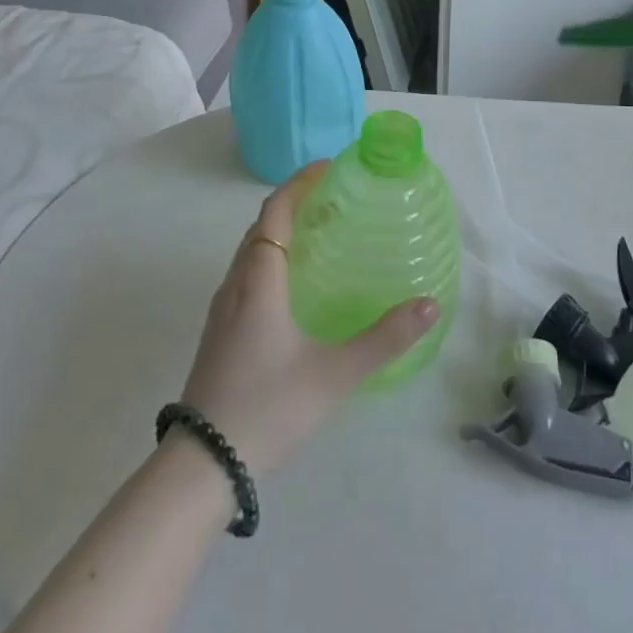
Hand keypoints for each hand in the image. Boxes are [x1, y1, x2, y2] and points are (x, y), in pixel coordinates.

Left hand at [178, 163, 439, 474]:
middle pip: (260, 227)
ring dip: (279, 231)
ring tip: (318, 234)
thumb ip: (385, 339)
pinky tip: (292, 285)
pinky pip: (245, 275)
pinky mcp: (218, 333)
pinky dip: (269, 259)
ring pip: (249, 253)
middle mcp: (235, 285)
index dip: (299, 184)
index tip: (328, 168)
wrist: (203, 465)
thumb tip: (430, 305)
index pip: (274, 212)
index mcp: (260, 281)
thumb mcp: (335, 373)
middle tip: (333, 199)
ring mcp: (221, 310)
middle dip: (293, 204)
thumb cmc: (269, 407)